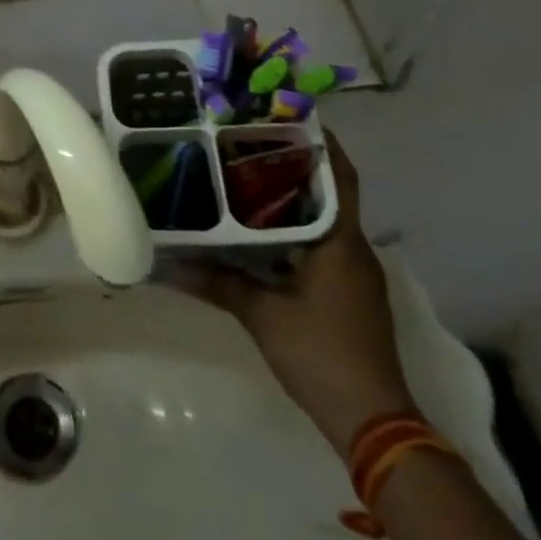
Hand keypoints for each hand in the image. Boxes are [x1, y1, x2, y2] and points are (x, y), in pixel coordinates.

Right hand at [178, 133, 414, 458]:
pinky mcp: (350, 295)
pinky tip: (260, 232)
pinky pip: (323, 245)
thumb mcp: (261, 314)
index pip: (340, 175)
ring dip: (294, 199)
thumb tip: (167, 265)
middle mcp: (354, 249)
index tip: (288, 116)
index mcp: (341, 242)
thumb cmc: (321, 354)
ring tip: (247, 178)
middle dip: (296, 165)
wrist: (373, 422)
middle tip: (250, 142)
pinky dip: (296, 230)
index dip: (322, 142)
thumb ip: (217, 283)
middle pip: (329, 192)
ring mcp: (355, 274)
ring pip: (325, 220)